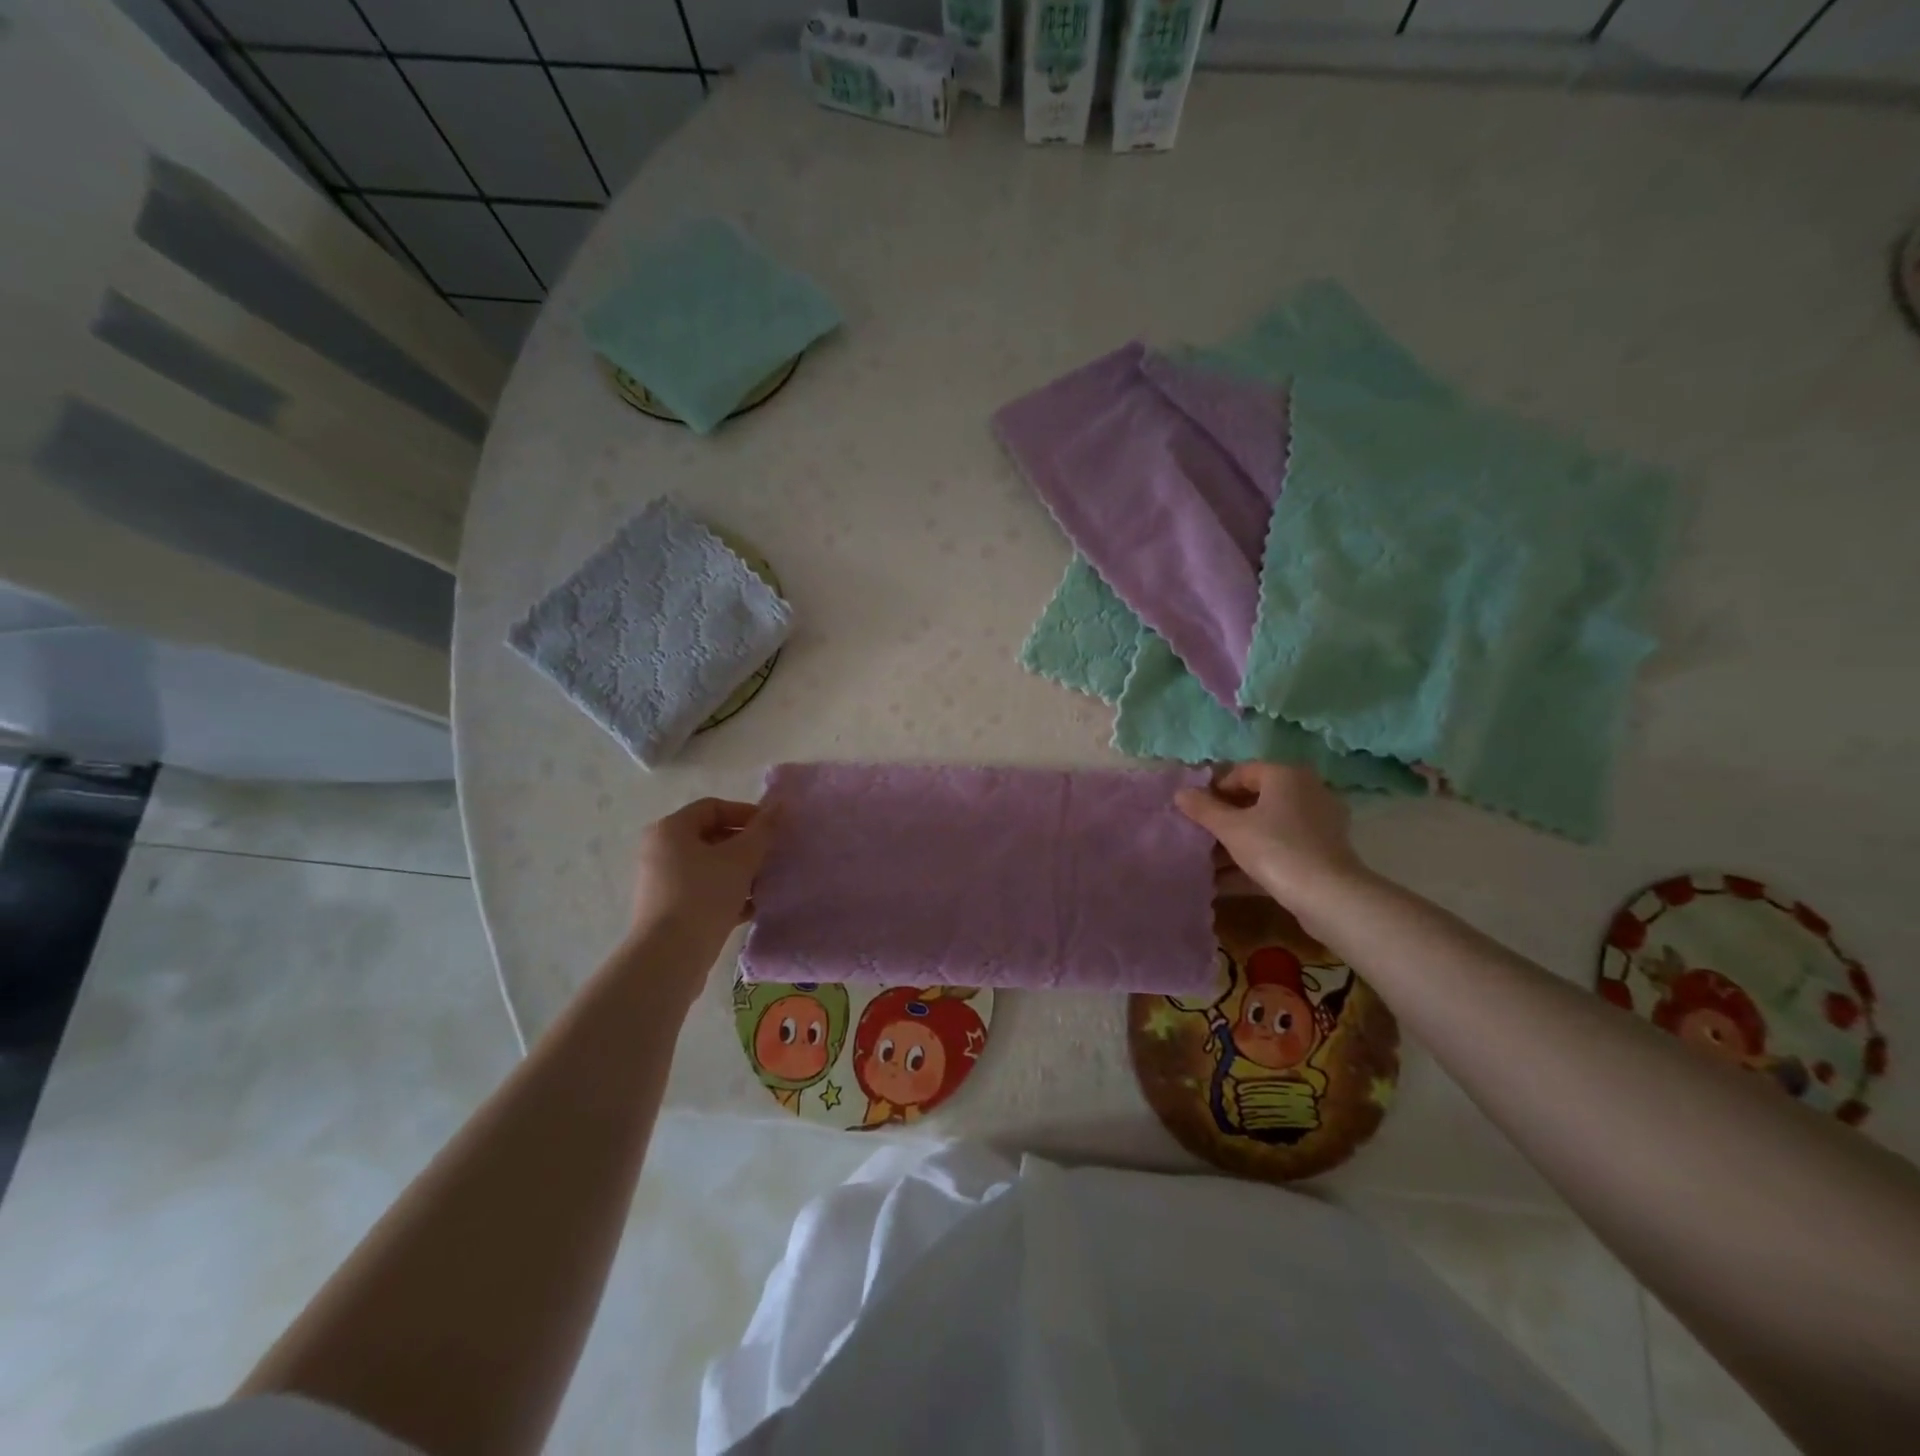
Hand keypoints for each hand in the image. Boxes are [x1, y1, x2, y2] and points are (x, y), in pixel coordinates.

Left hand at [628, 798, 775, 960]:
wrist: (670, 957)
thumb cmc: (704, 896)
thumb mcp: (741, 858)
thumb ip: (762, 830)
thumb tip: (779, 806)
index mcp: (671, 830)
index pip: (713, 807)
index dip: (746, 813)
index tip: (773, 830)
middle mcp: (661, 851)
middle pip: (712, 837)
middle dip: (746, 846)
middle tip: (772, 856)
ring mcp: (663, 882)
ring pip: (710, 867)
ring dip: (741, 872)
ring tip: (767, 883)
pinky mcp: (670, 910)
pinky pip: (705, 891)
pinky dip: (728, 894)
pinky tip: (753, 907)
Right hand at [1175, 765, 1369, 916]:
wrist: (1329, 897)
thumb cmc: (1275, 849)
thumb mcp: (1231, 828)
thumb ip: (1203, 809)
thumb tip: (1180, 793)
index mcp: (1286, 776)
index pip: (1241, 772)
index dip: (1213, 790)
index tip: (1194, 812)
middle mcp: (1307, 791)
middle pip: (1256, 799)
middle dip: (1225, 818)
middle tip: (1200, 836)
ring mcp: (1318, 823)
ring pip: (1268, 826)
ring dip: (1238, 841)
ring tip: (1210, 861)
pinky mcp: (1323, 851)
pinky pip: (1281, 847)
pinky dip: (1257, 857)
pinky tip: (1230, 879)